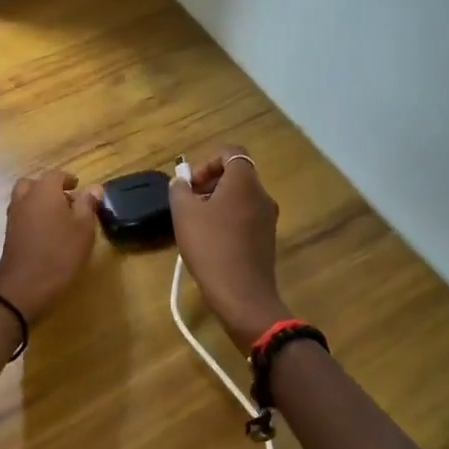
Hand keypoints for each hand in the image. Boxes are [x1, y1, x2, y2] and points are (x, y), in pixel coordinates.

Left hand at [0, 169, 101, 321]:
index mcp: (44, 191)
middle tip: (66, 200)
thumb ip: (88, 205)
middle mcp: (25, 198)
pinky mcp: (9, 235)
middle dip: (49, 188)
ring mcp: (13, 217)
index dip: (68, 179)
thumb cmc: (60, 253)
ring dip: (39, 202)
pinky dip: (32, 216)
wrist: (24, 287)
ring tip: (58, 218)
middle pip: (34, 184)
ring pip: (25, 199)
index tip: (78, 186)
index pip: (56, 175)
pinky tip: (47, 234)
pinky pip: (21, 216)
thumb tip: (94, 188)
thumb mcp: (84, 228)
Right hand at [170, 147, 291, 351]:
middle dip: (210, 183)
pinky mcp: (267, 240)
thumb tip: (181, 181)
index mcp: (245, 182)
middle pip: (236, 175)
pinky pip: (246, 218)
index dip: (208, 161)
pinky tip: (210, 242)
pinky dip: (228, 220)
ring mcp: (268, 219)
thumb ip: (179, 190)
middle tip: (189, 203)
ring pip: (241, 198)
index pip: (231, 152)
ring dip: (217, 203)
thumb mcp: (184, 214)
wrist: (242, 295)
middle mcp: (262, 195)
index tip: (191, 184)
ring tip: (195, 224)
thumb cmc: (211, 247)